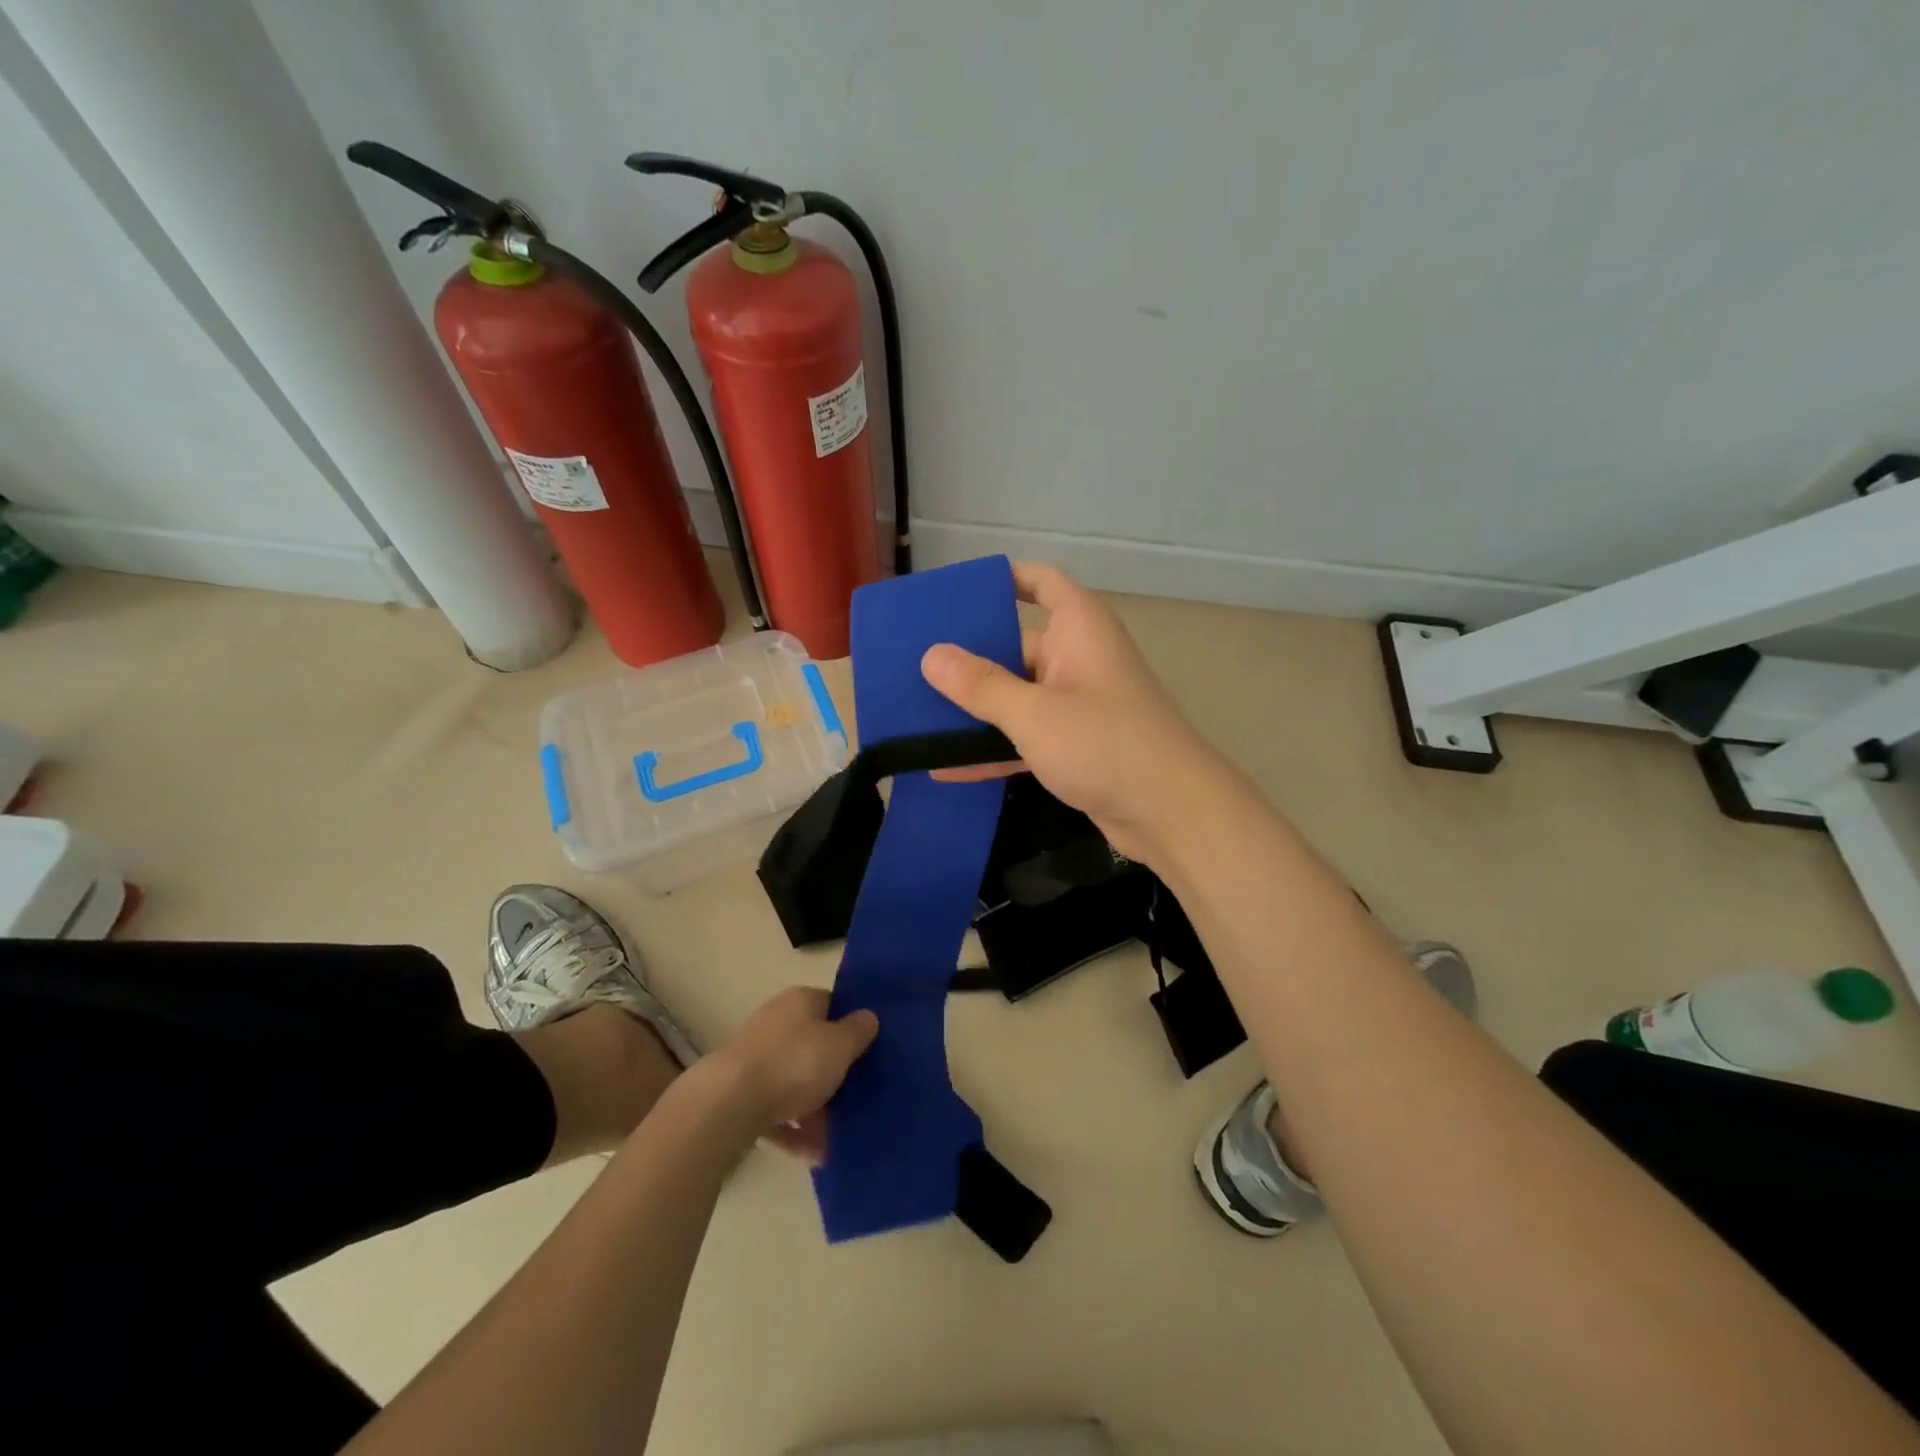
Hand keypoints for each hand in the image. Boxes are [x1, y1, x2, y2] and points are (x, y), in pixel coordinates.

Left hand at [710, 987, 877, 1162]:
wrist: (729, 1104)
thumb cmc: (794, 1063)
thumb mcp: (840, 1045)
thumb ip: (858, 1031)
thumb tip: (868, 1017)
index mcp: (800, 1001)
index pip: (832, 1004)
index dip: (852, 1025)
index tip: (870, 1049)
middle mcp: (776, 1022)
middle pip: (813, 1045)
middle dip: (834, 1074)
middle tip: (858, 1097)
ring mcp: (755, 1059)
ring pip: (795, 1081)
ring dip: (815, 1109)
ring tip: (836, 1139)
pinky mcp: (740, 1094)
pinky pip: (776, 1111)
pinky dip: (794, 1130)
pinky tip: (813, 1154)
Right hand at [920, 561, 1234, 866]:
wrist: (1172, 813)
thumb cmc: (1105, 744)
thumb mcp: (1034, 713)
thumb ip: (982, 685)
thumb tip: (932, 655)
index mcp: (1079, 629)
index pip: (1043, 583)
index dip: (1006, 578)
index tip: (959, 593)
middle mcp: (1078, 659)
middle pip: (1016, 646)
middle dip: (968, 657)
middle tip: (912, 663)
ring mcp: (1077, 705)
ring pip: (1017, 697)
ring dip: (975, 710)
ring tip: (916, 714)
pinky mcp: (1075, 746)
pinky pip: (1025, 737)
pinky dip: (993, 749)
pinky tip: (945, 768)